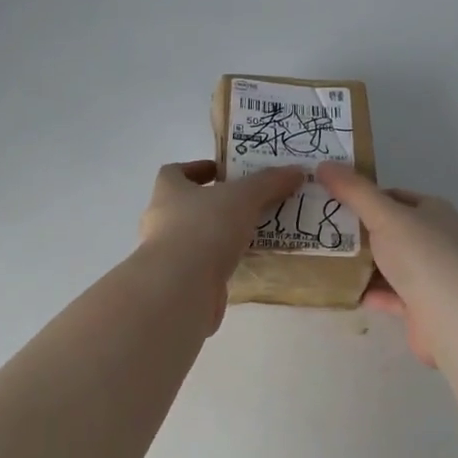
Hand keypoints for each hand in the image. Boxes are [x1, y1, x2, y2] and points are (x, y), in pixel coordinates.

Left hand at [138, 161, 303, 323]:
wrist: (181, 288)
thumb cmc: (205, 228)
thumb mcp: (244, 197)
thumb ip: (269, 182)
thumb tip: (296, 170)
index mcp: (168, 191)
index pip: (174, 172)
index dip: (197, 169)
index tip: (223, 172)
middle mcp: (161, 220)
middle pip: (187, 205)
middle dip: (215, 203)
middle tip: (248, 202)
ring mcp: (168, 254)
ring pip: (197, 236)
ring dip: (220, 234)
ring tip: (254, 231)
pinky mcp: (180, 281)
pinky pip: (203, 265)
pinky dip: (222, 261)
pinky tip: (246, 262)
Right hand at [317, 164, 457, 366]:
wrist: (455, 319)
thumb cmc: (423, 256)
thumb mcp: (385, 216)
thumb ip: (354, 192)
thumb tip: (324, 164)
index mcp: (433, 211)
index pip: (393, 197)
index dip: (362, 197)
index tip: (329, 201)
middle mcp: (434, 240)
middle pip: (388, 231)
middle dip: (356, 232)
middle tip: (318, 230)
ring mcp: (429, 275)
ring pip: (387, 264)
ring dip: (359, 264)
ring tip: (321, 259)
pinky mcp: (421, 306)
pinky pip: (387, 294)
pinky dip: (367, 291)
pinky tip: (340, 289)